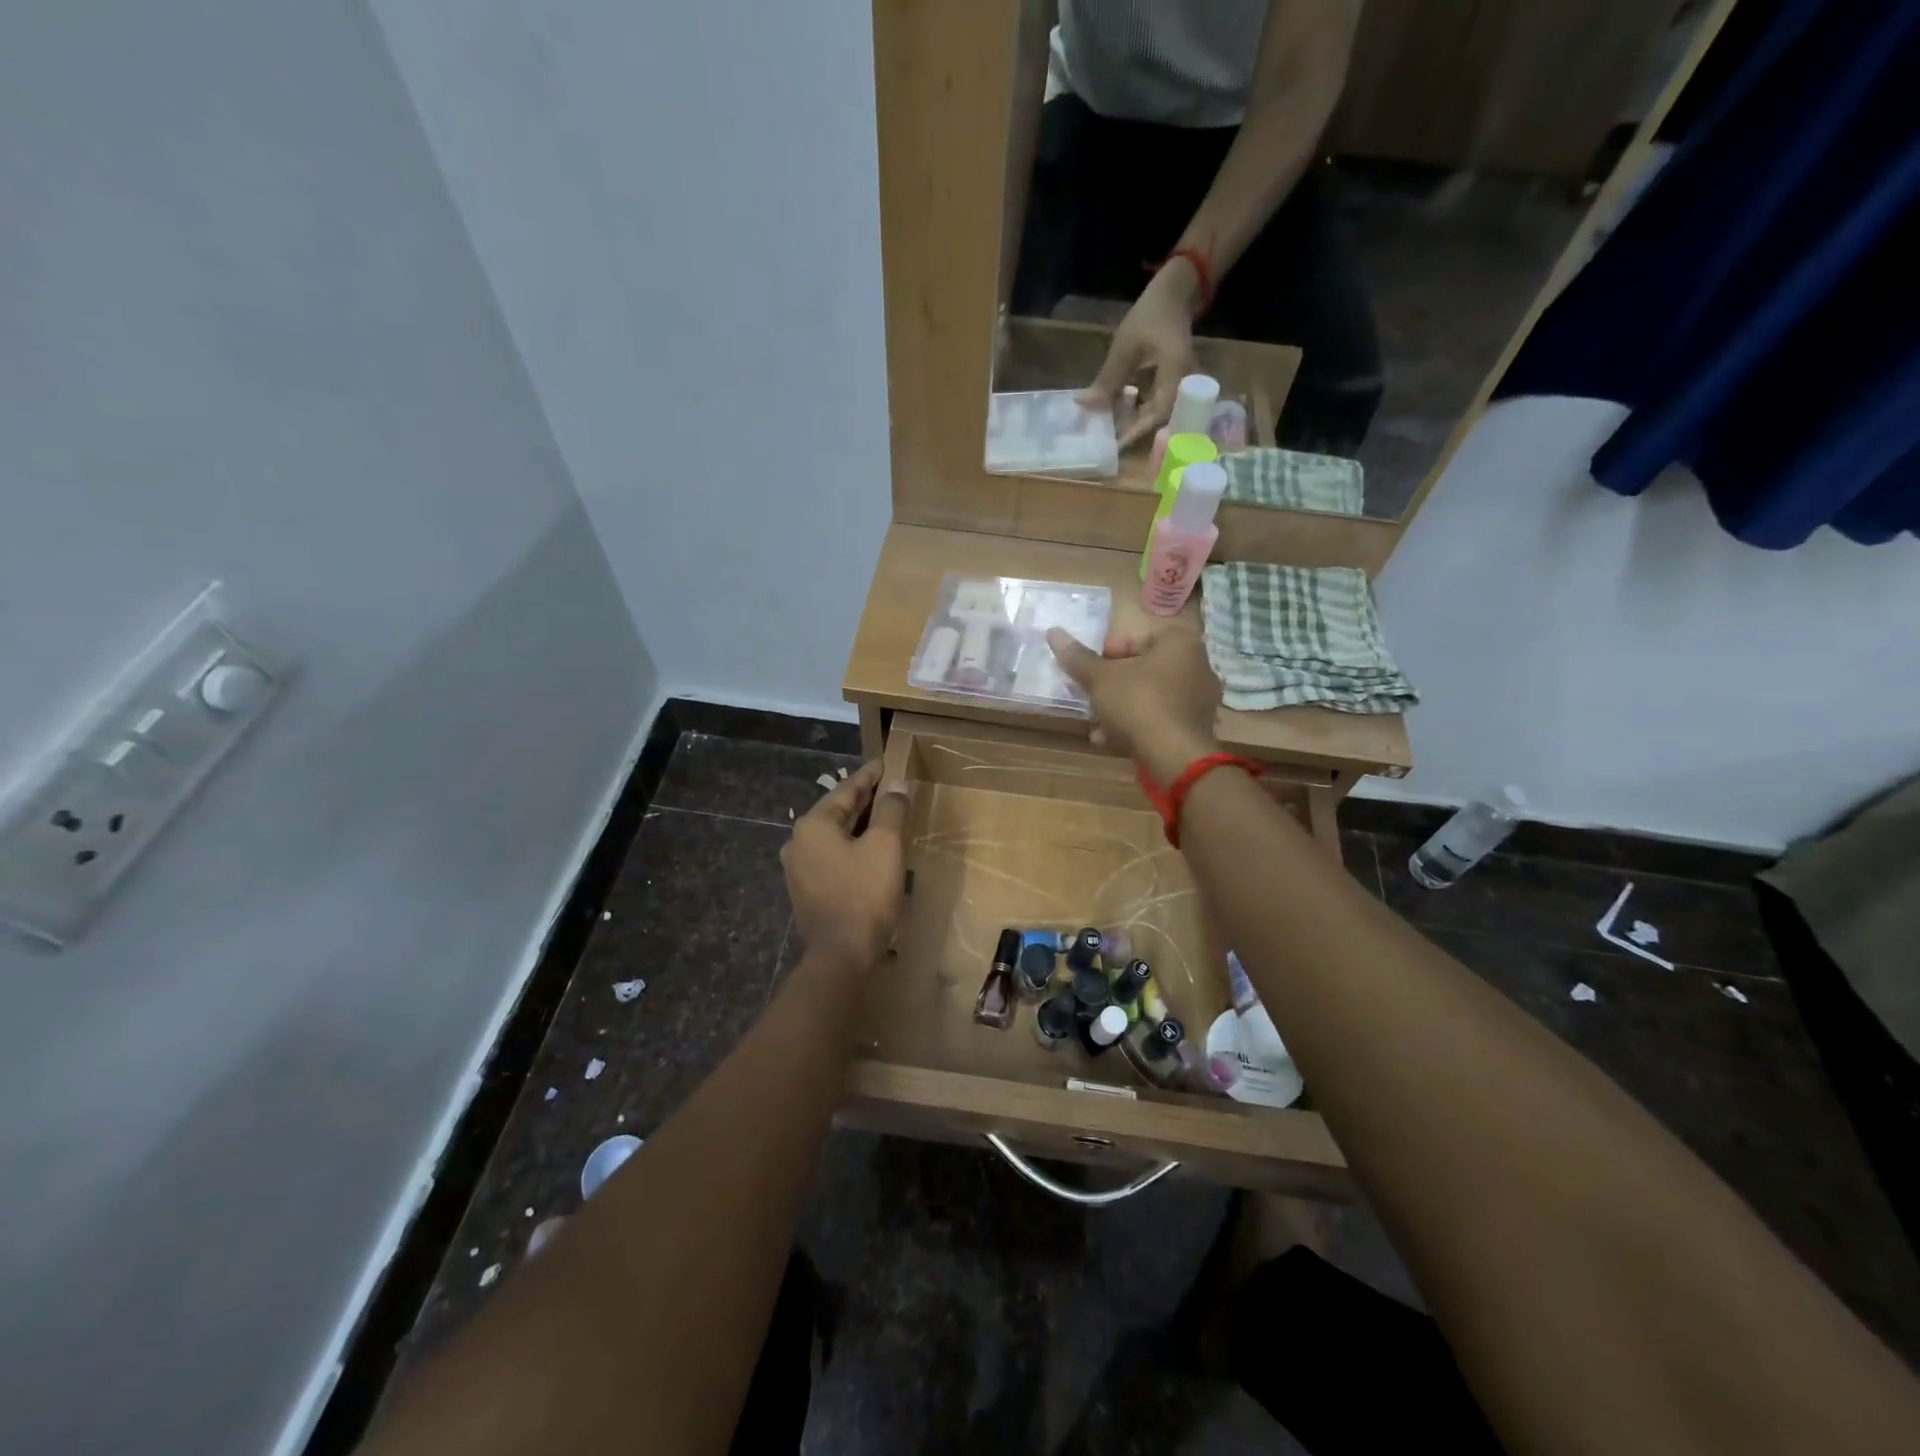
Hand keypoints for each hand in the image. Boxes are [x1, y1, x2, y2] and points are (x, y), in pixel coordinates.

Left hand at [781, 760, 910, 972]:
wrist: (841, 956)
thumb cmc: (864, 894)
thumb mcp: (885, 846)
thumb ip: (890, 810)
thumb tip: (896, 786)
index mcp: (814, 824)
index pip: (847, 789)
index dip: (870, 776)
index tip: (887, 763)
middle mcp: (799, 841)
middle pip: (838, 811)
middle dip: (866, 799)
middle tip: (891, 786)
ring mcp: (799, 867)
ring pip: (835, 835)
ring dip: (860, 824)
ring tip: (886, 815)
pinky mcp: (807, 889)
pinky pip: (833, 855)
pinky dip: (852, 846)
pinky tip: (871, 848)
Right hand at [1048, 624, 1221, 783]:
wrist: (1174, 757)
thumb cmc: (1138, 704)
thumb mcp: (1100, 679)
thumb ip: (1078, 658)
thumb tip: (1053, 632)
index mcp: (1179, 642)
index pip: (1135, 638)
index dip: (1107, 655)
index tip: (1091, 673)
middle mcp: (1198, 665)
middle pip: (1143, 668)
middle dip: (1113, 685)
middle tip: (1092, 698)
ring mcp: (1201, 698)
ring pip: (1151, 695)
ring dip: (1122, 707)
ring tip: (1097, 725)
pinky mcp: (1197, 726)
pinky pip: (1162, 717)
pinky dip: (1139, 724)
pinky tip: (1112, 740)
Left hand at [1079, 258, 1203, 449]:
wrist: (1175, 292)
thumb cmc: (1150, 315)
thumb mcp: (1125, 348)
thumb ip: (1107, 381)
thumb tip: (1084, 406)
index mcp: (1176, 376)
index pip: (1157, 415)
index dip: (1135, 432)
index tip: (1114, 445)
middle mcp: (1183, 385)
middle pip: (1157, 419)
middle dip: (1131, 429)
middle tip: (1107, 439)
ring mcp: (1179, 384)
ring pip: (1155, 411)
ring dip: (1132, 419)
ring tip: (1108, 427)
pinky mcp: (1172, 382)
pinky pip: (1155, 401)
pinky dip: (1136, 407)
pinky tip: (1118, 409)